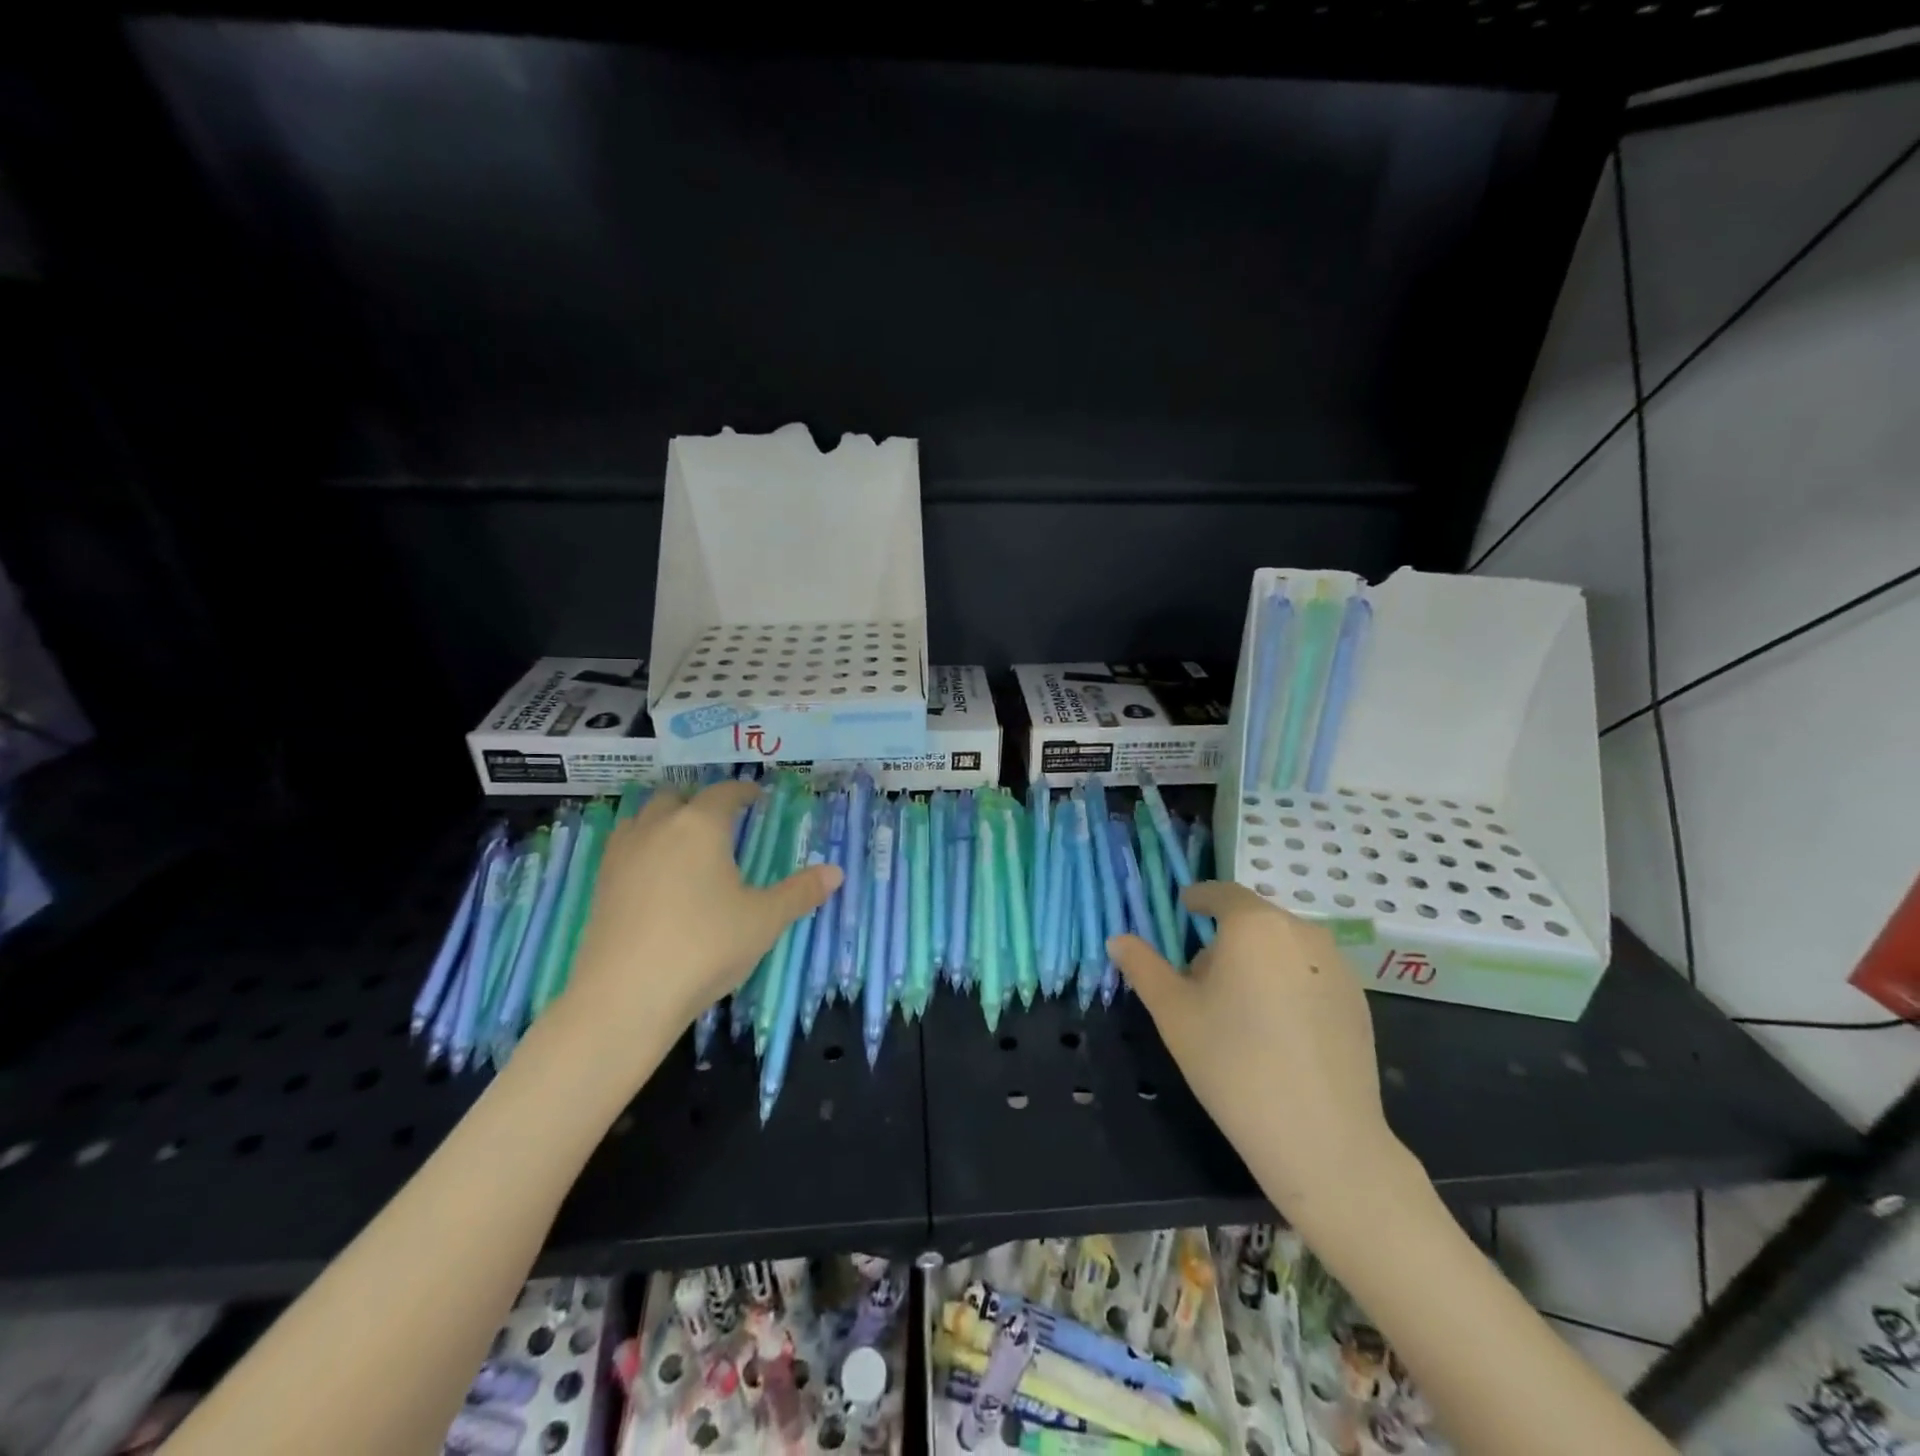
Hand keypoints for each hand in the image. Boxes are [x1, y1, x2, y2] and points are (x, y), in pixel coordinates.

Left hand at [557, 781, 841, 1053]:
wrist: (625, 997)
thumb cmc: (705, 947)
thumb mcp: (764, 921)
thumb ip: (800, 892)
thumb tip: (836, 872)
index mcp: (700, 826)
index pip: (724, 794)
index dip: (743, 792)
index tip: (757, 797)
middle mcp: (658, 828)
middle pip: (677, 797)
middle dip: (700, 802)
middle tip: (722, 821)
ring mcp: (623, 855)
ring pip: (643, 818)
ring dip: (665, 819)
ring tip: (685, 842)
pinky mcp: (601, 884)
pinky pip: (624, 847)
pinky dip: (643, 846)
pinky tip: (656, 875)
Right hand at [1109, 883, 1421, 1229]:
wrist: (1322, 1138)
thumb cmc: (1233, 1063)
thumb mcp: (1173, 1012)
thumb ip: (1143, 967)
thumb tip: (1118, 940)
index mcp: (1254, 925)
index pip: (1221, 893)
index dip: (1198, 899)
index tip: (1182, 910)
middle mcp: (1302, 932)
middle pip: (1253, 921)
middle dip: (1224, 940)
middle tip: (1200, 979)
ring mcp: (1338, 966)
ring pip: (1283, 948)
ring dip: (1257, 961)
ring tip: (1238, 1009)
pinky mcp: (1358, 1001)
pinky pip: (1311, 974)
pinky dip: (1288, 984)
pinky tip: (1277, 1032)